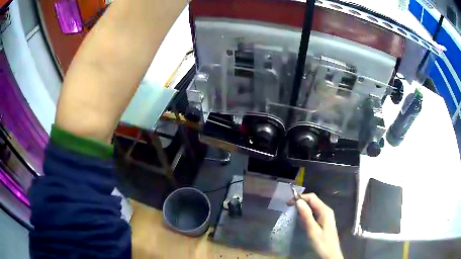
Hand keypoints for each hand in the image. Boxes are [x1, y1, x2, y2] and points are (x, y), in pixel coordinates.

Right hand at [287, 193, 342, 258]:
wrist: (330, 255)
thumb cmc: (321, 243)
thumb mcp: (312, 230)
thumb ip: (306, 216)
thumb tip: (298, 201)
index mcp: (325, 211)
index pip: (312, 197)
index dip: (300, 197)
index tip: (288, 203)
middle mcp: (326, 211)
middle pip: (312, 201)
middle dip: (301, 203)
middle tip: (289, 210)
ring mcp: (326, 216)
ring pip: (312, 208)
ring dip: (303, 210)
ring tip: (294, 217)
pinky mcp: (323, 222)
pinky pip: (314, 214)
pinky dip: (306, 216)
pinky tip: (302, 222)